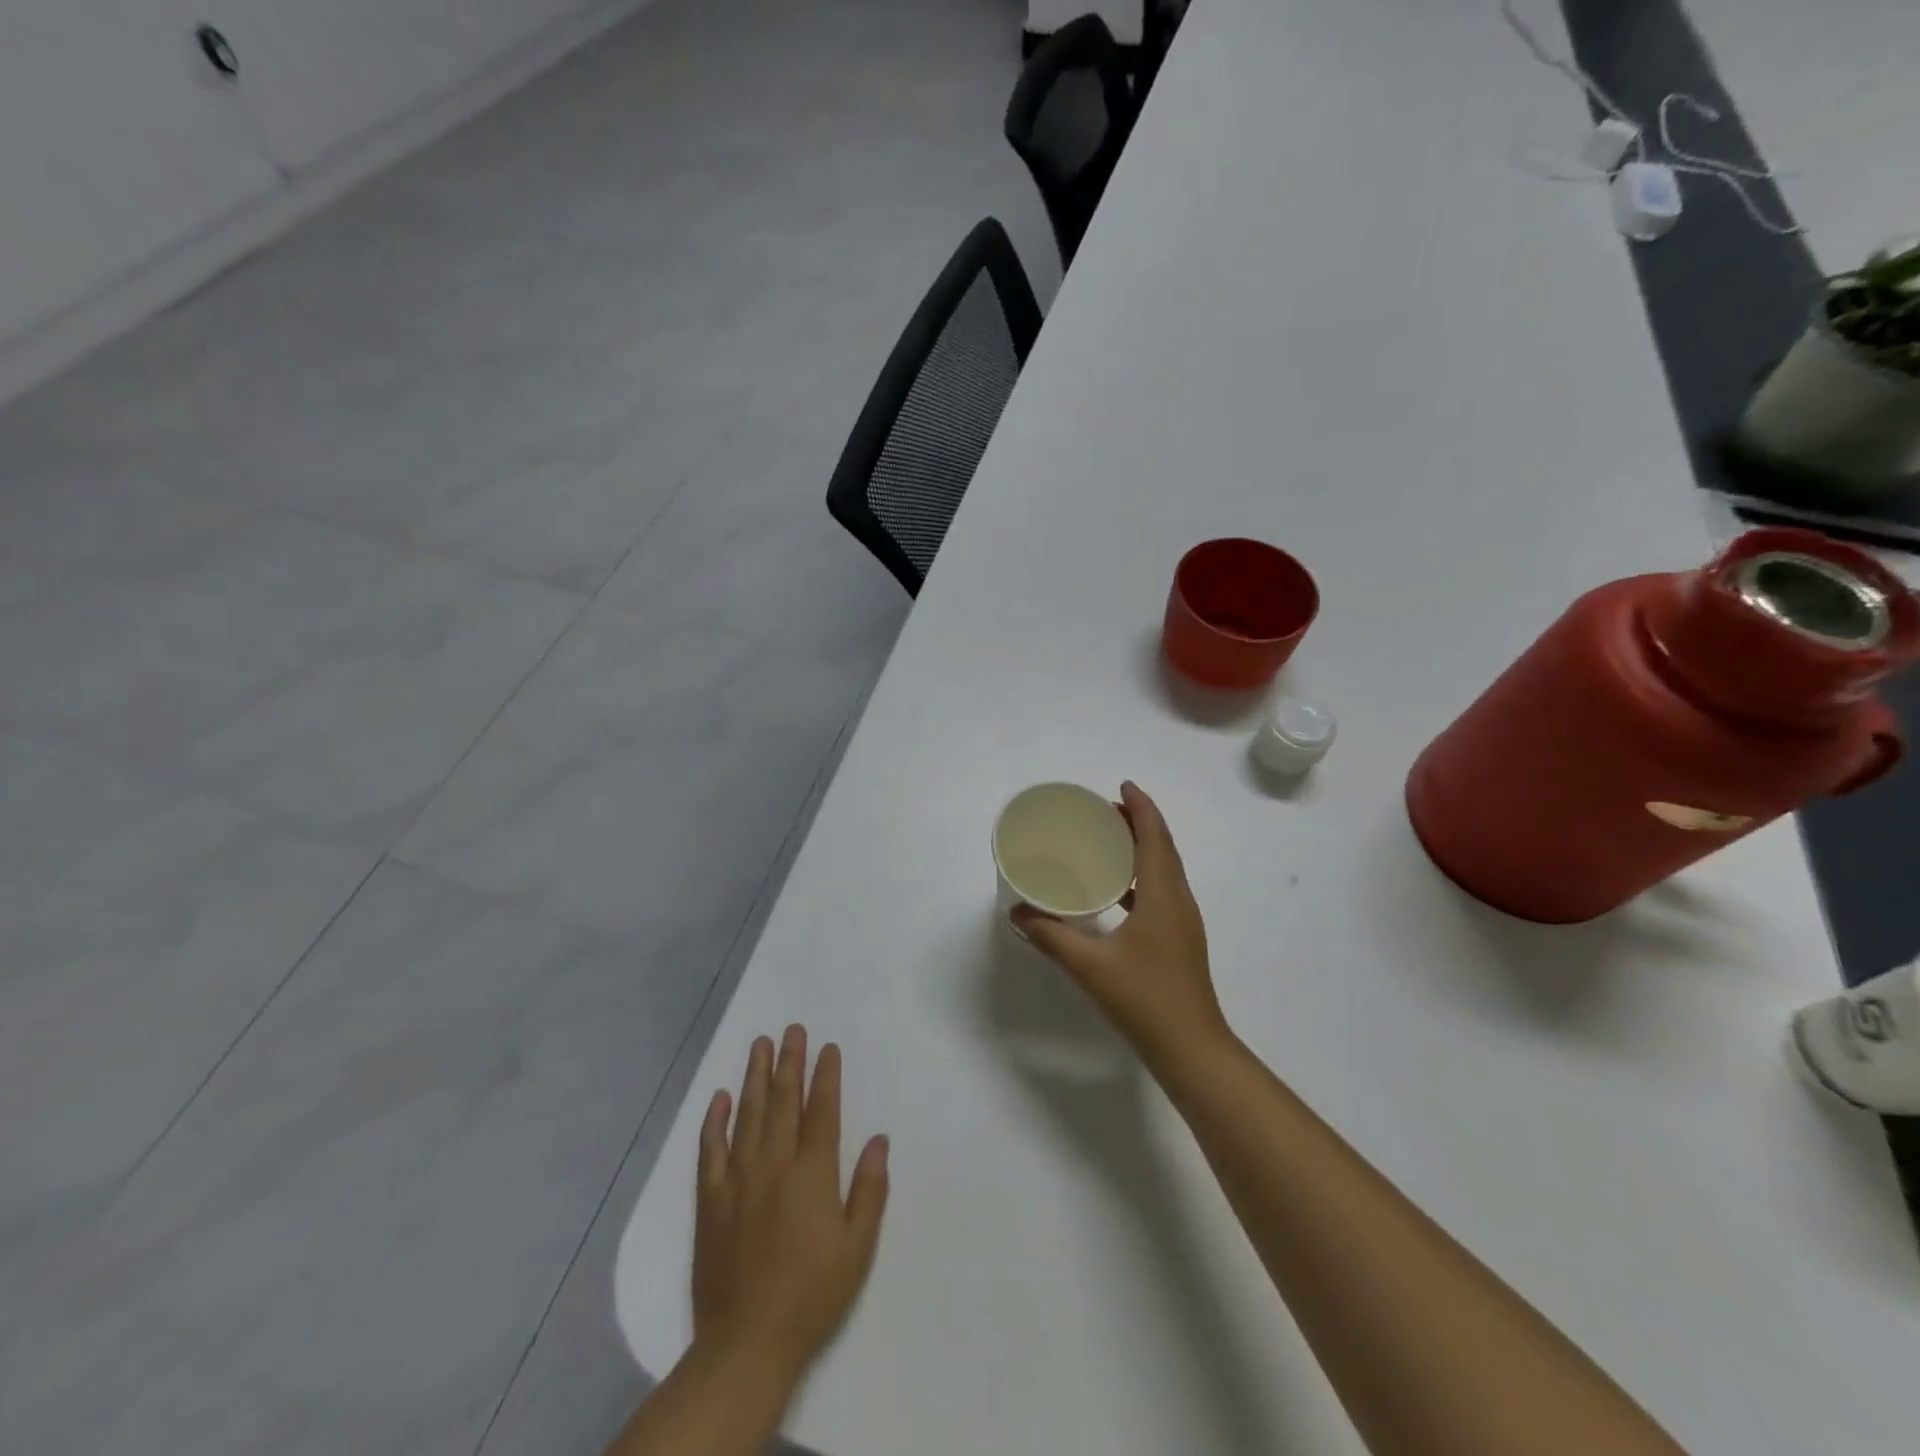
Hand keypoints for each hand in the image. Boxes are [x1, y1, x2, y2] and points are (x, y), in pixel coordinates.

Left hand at [691, 1025, 889, 1387]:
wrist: (747, 1342)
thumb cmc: (812, 1294)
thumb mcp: (857, 1246)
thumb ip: (869, 1188)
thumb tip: (880, 1139)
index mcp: (812, 1173)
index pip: (821, 1110)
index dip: (825, 1075)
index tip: (827, 1047)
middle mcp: (774, 1164)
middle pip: (783, 1101)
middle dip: (789, 1062)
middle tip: (792, 1029)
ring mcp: (738, 1178)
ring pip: (748, 1114)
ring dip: (755, 1076)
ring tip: (760, 1044)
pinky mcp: (710, 1199)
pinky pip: (710, 1149)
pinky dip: (715, 1121)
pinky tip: (720, 1097)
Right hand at [1011, 782, 1230, 1068]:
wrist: (1191, 1048)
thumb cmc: (1144, 999)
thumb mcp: (1090, 966)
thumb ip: (1051, 937)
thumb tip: (1017, 913)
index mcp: (1164, 896)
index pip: (1156, 837)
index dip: (1141, 807)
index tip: (1121, 785)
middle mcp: (1179, 901)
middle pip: (1163, 847)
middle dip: (1139, 822)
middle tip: (1104, 810)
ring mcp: (1183, 922)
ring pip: (1165, 869)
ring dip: (1142, 847)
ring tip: (1108, 840)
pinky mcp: (1179, 939)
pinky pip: (1161, 891)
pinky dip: (1141, 876)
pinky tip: (1115, 890)